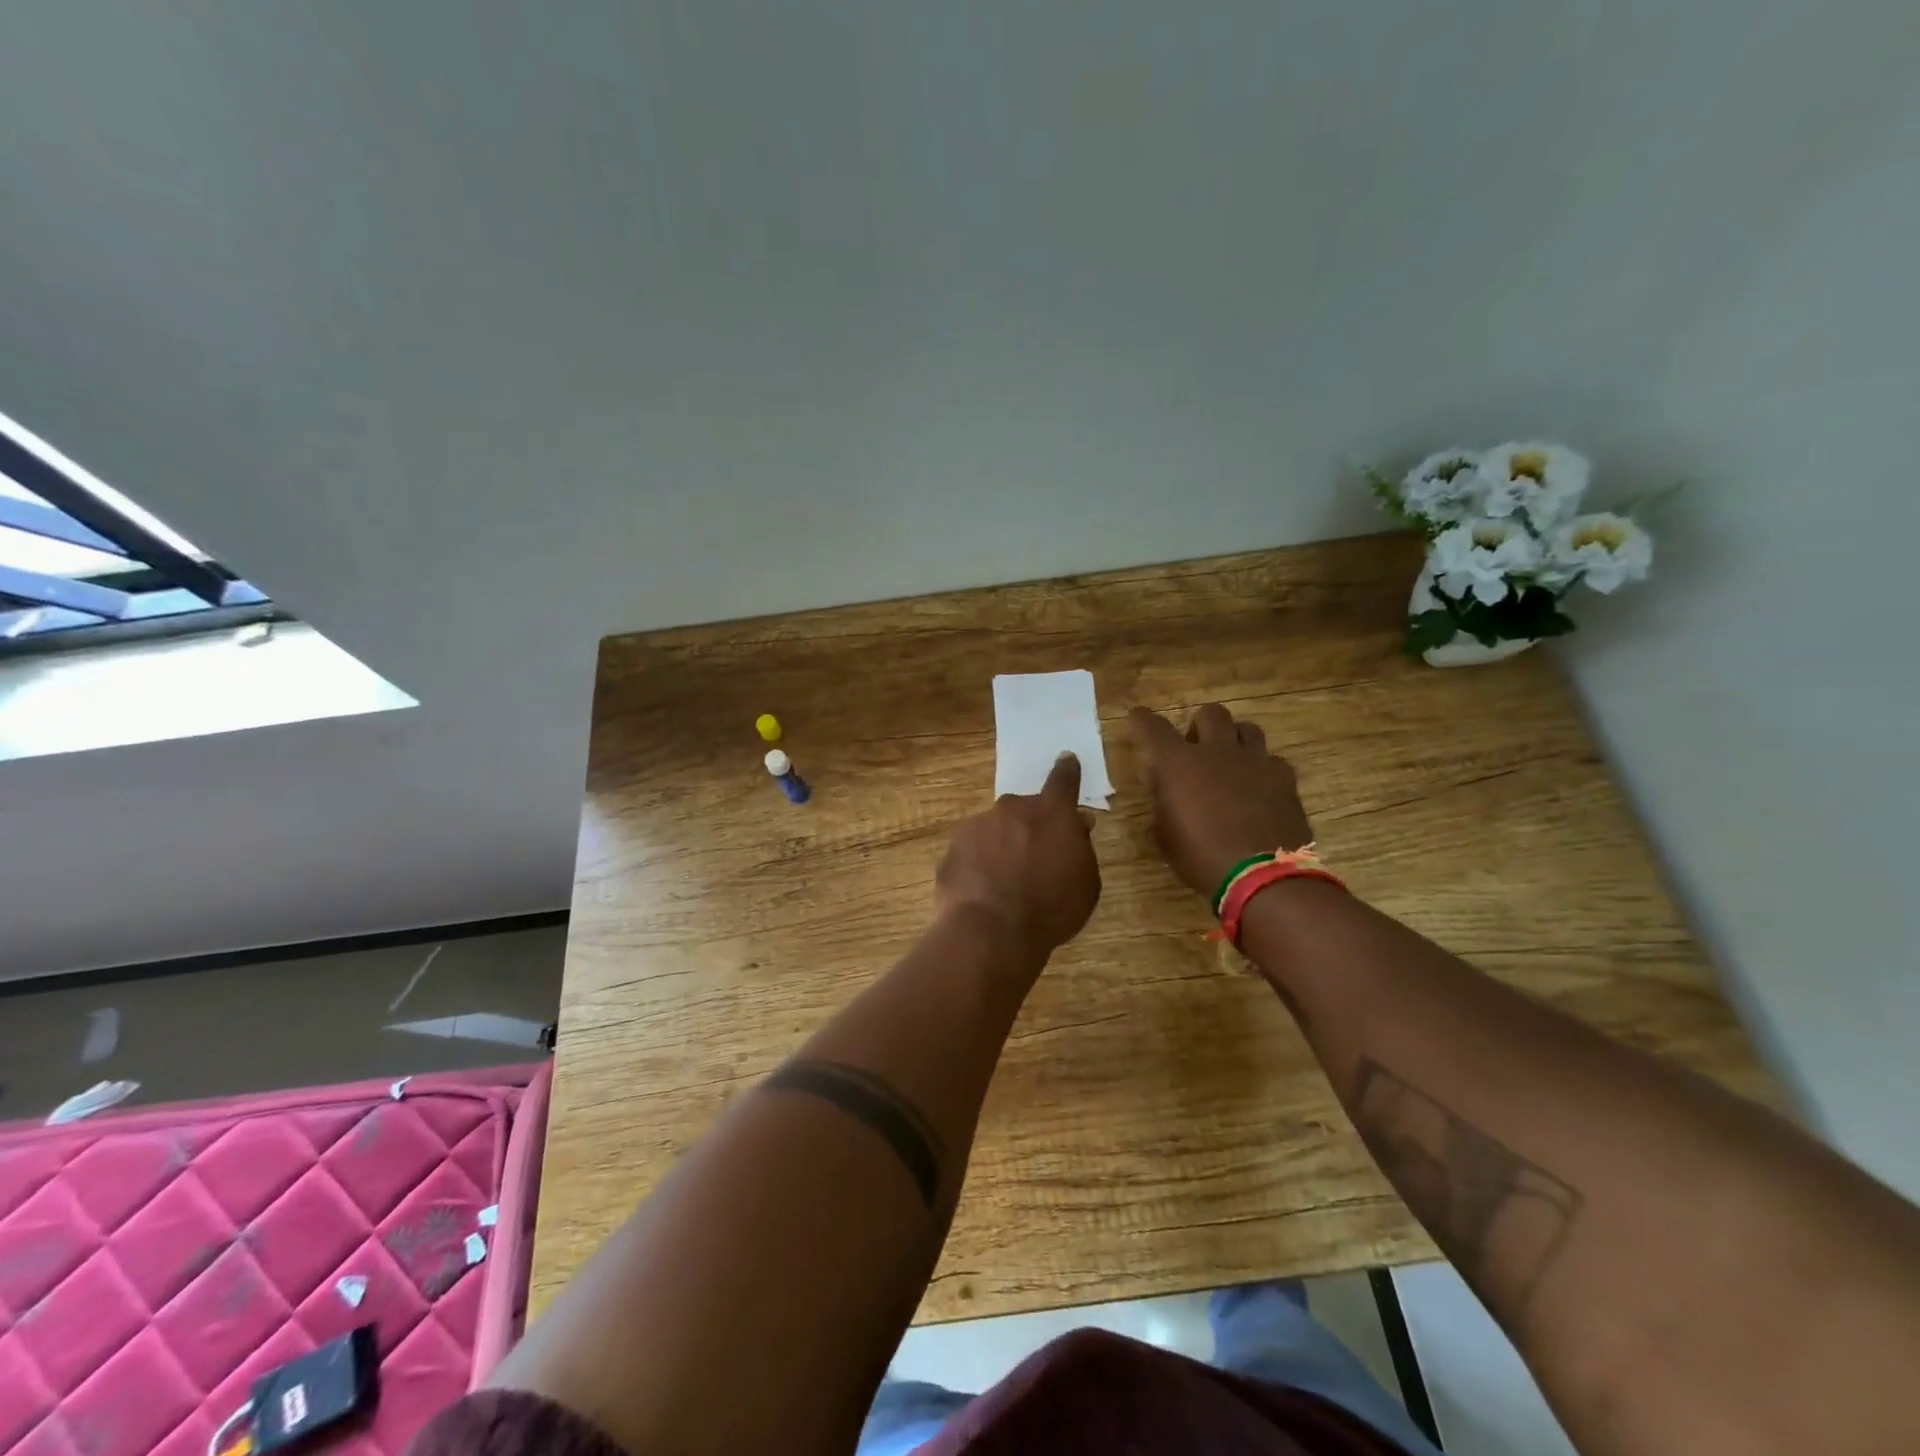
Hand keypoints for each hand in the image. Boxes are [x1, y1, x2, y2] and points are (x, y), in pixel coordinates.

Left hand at [935, 753, 1100, 956]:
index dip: (1066, 770)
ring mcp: (976, 826)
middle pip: (1024, 810)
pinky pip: (972, 853)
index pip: (1063, 780)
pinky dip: (978, 867)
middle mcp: (1011, 809)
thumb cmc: (1050, 909)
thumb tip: (1077, 825)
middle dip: (1030, 826)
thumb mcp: (1086, 883)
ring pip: (994, 831)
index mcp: (1051, 813)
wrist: (990, 931)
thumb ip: (1081, 847)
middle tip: (1035, 858)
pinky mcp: (951, 849)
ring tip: (1006, 885)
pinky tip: (982, 895)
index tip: (1066, 759)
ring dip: (1001, 847)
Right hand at [1127, 704, 1313, 898]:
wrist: (1261, 876)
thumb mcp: (1165, 833)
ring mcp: (1256, 762)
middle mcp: (1217, 751)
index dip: (1142, 719)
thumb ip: (1164, 800)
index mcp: (1179, 763)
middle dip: (1199, 725)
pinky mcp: (1285, 779)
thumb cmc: (1201, 857)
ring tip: (1230, 762)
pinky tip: (1259, 788)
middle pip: (1211, 713)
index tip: (1137, 717)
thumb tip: (1167, 785)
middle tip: (1196, 749)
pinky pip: (1272, 760)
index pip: (1154, 727)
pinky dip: (1262, 769)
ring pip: (1247, 728)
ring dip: (1234, 740)